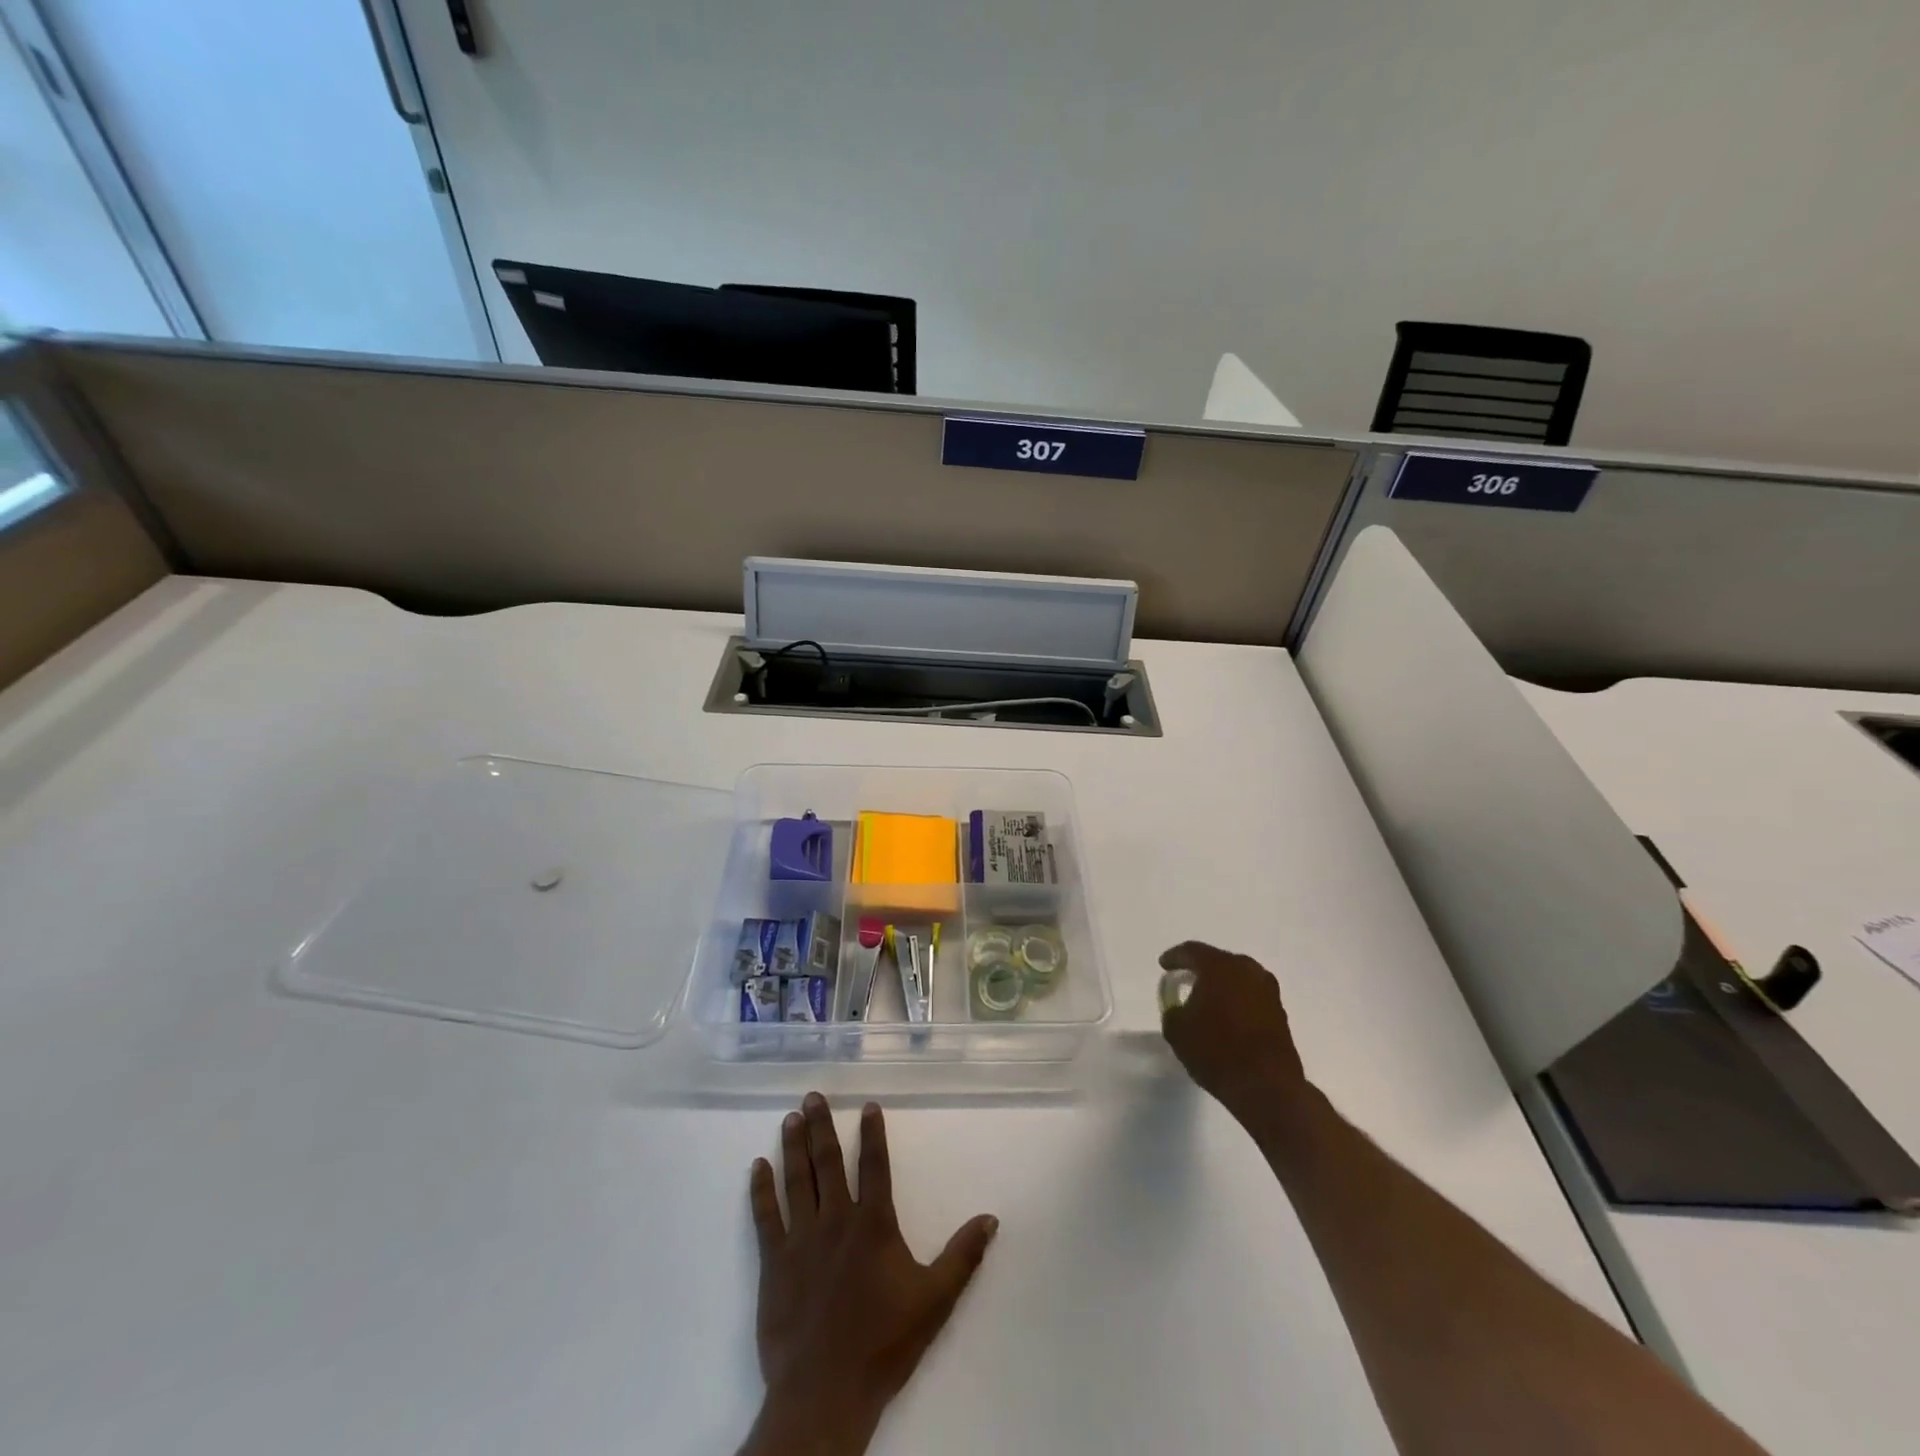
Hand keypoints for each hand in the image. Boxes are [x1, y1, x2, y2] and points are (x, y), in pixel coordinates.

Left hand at [741, 1093, 997, 1455]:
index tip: (868, 1105)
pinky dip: (761, 1189)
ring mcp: (801, 1239)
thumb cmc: (883, 1343)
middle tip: (812, 1095)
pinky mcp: (774, 1262)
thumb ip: (962, 1256)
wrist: (826, 1392)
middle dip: (821, 1126)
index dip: (873, 1133)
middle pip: (828, 1161)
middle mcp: (836, 1219)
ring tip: (791, 1117)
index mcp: (874, 1224)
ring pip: (797, 1180)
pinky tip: (758, 1166)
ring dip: (794, 1146)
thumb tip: (990, 1218)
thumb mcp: (935, 1300)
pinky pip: (766, 1216)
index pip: (875, 1165)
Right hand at [1159, 941, 1308, 1125]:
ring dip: (1222, 986)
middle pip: (1218, 961)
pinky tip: (1227, 1017)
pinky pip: (1251, 997)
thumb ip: (1173, 1011)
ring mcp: (1268, 991)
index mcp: (1220, 966)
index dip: (1175, 957)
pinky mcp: (1280, 1013)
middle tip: (1185, 980)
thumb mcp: (1178, 1030)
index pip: (1192, 951)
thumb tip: (1180, 1008)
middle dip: (1200, 970)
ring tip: (1207, 1000)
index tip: (1164, 966)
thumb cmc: (1216, 1051)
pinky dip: (1237, 1002)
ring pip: (1238, 979)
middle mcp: (1248, 970)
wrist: (1267, 1086)